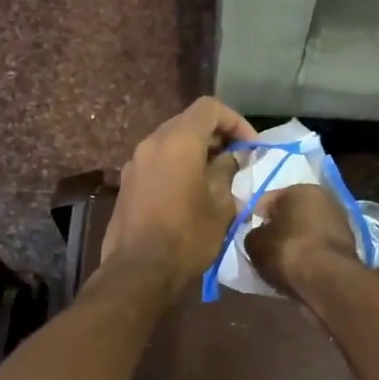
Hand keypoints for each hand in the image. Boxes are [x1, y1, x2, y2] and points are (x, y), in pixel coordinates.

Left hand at [101, 97, 258, 293]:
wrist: (139, 271)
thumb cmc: (187, 236)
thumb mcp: (220, 204)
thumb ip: (226, 172)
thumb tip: (230, 158)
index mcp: (178, 141)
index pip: (209, 108)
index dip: (235, 121)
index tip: (251, 147)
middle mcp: (152, 143)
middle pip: (187, 122)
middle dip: (216, 136)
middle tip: (237, 160)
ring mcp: (135, 163)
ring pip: (171, 142)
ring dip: (195, 152)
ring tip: (216, 177)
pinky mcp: (127, 184)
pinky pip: (157, 162)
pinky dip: (177, 165)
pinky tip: (192, 191)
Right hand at [244, 184, 359, 297]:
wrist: (327, 280)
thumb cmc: (287, 251)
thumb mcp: (255, 242)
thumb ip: (254, 234)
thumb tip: (259, 235)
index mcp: (301, 189)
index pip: (268, 199)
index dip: (254, 216)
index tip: (247, 233)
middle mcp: (325, 198)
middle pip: (292, 212)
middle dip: (279, 226)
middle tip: (264, 245)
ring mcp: (341, 221)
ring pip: (308, 229)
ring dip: (296, 240)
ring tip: (281, 259)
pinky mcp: (349, 245)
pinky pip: (319, 246)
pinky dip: (310, 253)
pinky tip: (299, 266)